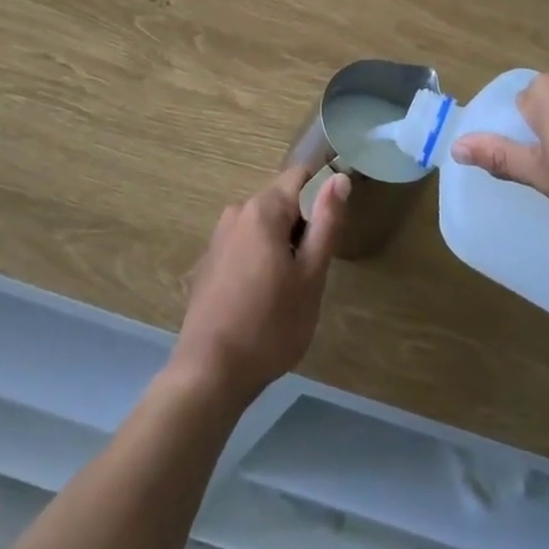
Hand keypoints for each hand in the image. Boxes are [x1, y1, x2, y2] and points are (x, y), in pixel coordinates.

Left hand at [170, 166, 347, 406]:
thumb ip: (326, 223)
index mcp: (263, 209)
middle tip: (314, 270)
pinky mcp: (209, 261)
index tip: (332, 230)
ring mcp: (219, 236)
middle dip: (302, 225)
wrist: (210, 372)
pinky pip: (245, 244)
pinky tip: (263, 298)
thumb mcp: (311, 277)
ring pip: (264, 225)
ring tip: (290, 288)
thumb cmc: (270, 325)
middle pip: (281, 201)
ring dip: (282, 244)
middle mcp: (237, 212)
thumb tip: (338, 178)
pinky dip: (261, 258)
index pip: (301, 176)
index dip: (323, 194)